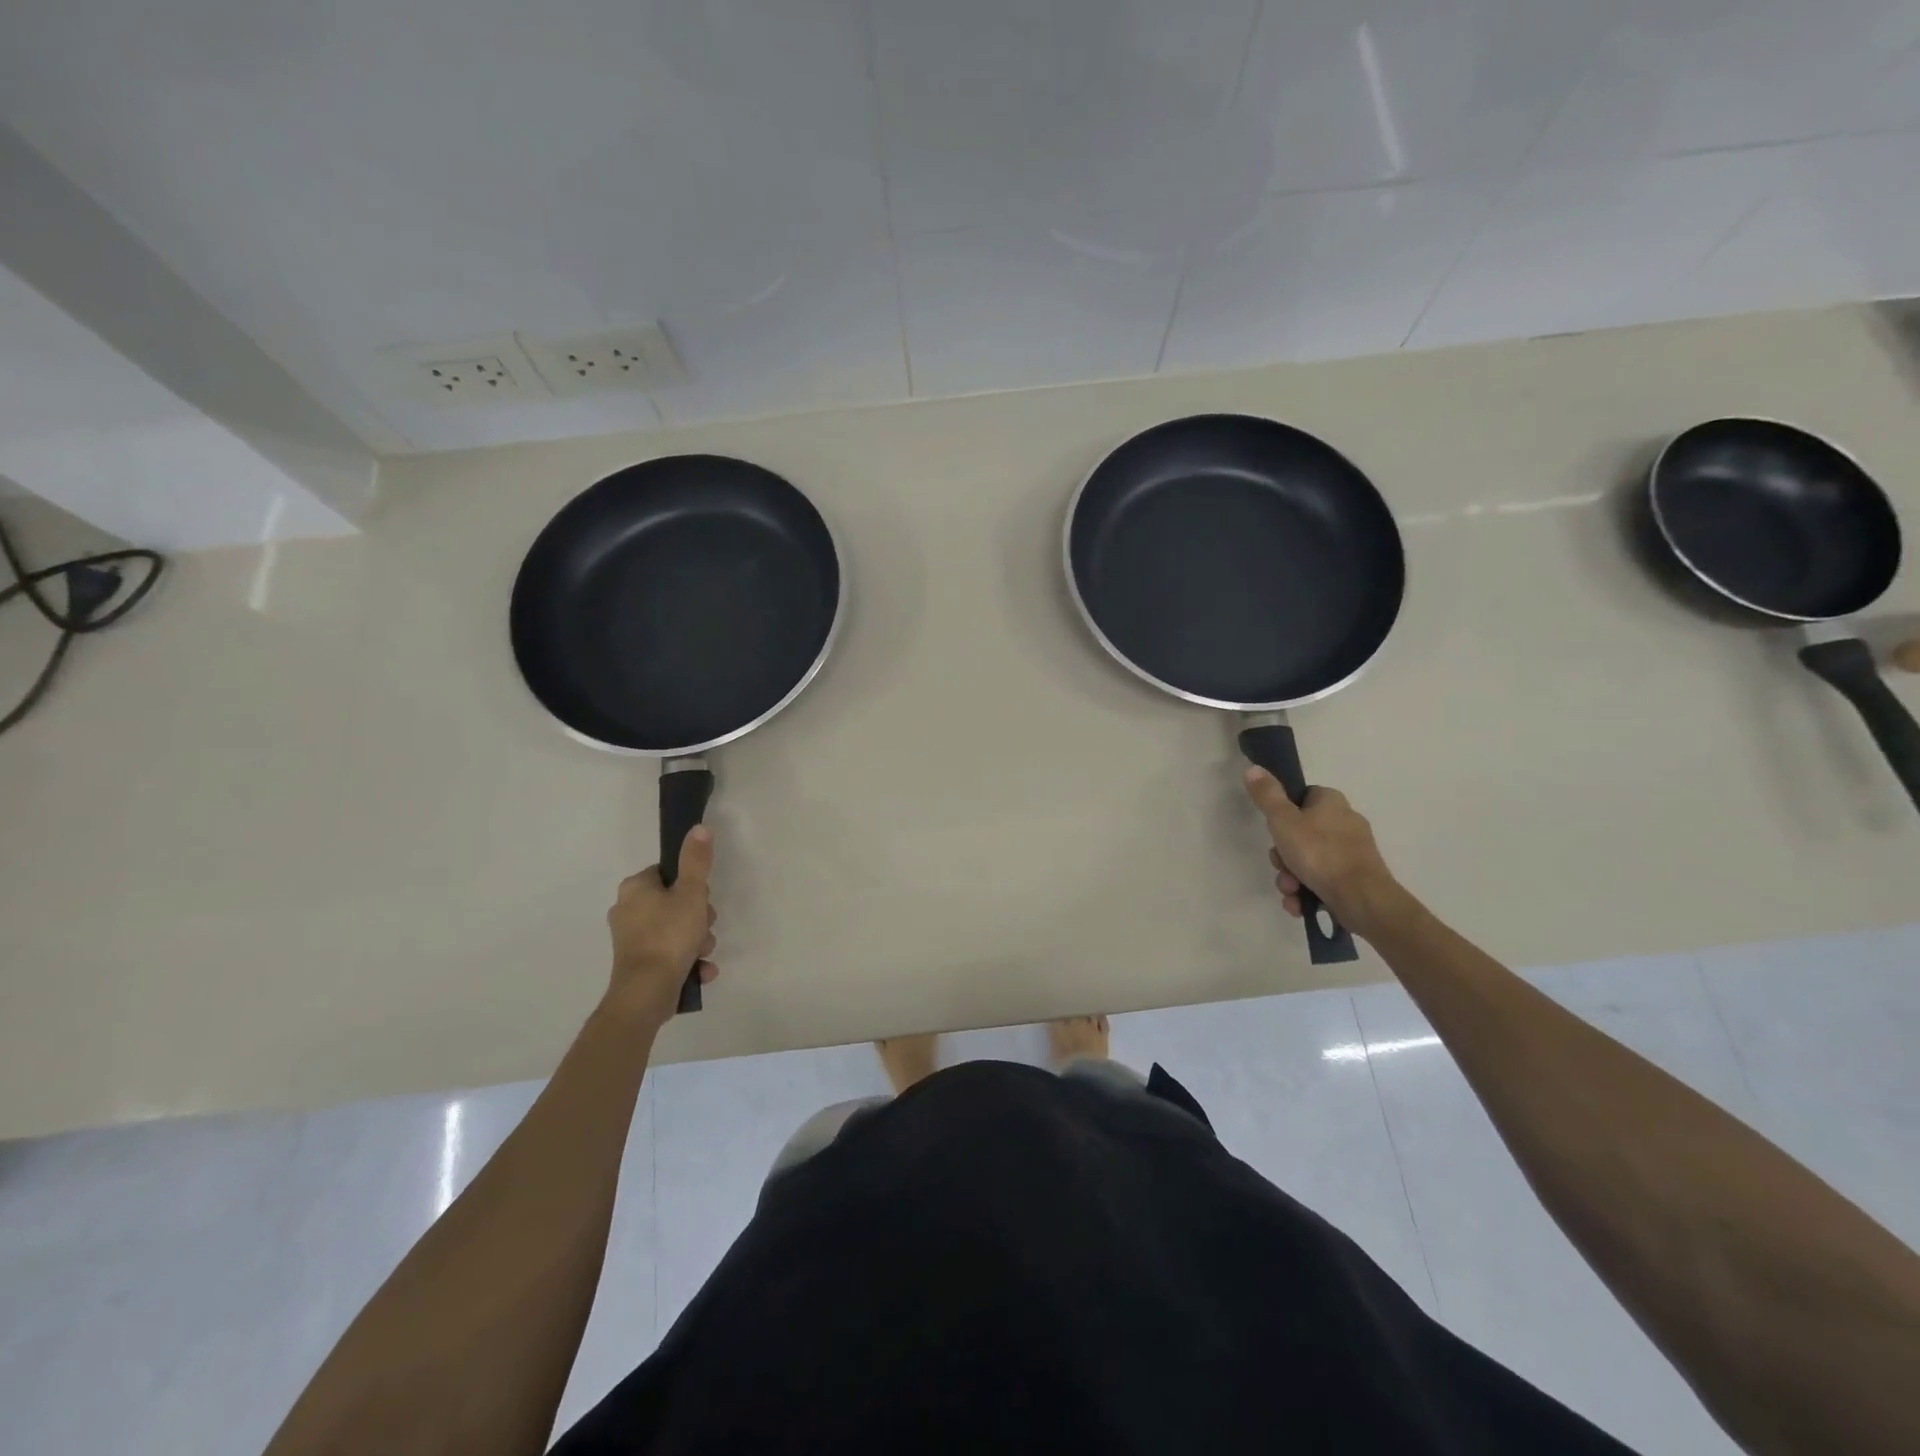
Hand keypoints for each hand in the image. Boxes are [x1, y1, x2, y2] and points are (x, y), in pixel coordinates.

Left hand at [606, 826, 718, 1026]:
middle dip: (699, 918)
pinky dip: (687, 960)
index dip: (693, 886)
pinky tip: (701, 970)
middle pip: (675, 902)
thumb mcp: (691, 892)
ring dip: (697, 941)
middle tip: (705, 928)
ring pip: (676, 929)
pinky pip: (670, 953)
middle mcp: (627, 910)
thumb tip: (699, 827)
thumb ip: (696, 860)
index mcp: (635, 888)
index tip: (702, 900)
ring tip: (703, 953)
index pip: (669, 874)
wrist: (646, 993)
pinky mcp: (637, 964)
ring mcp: (630, 940)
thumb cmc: (669, 935)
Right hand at [1243, 769, 1409, 940]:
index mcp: (1332, 802)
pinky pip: (1322, 879)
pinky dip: (1307, 891)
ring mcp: (1352, 852)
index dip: (1282, 815)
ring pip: (1309, 860)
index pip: (1301, 798)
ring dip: (1291, 878)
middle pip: (1300, 833)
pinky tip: (1299, 904)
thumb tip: (1253, 768)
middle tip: (1280, 866)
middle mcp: (1345, 822)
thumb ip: (1267, 795)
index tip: (1274, 832)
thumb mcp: (1283, 821)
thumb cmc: (1319, 853)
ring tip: (1290, 891)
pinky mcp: (1356, 877)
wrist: (1361, 899)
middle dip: (1283, 856)